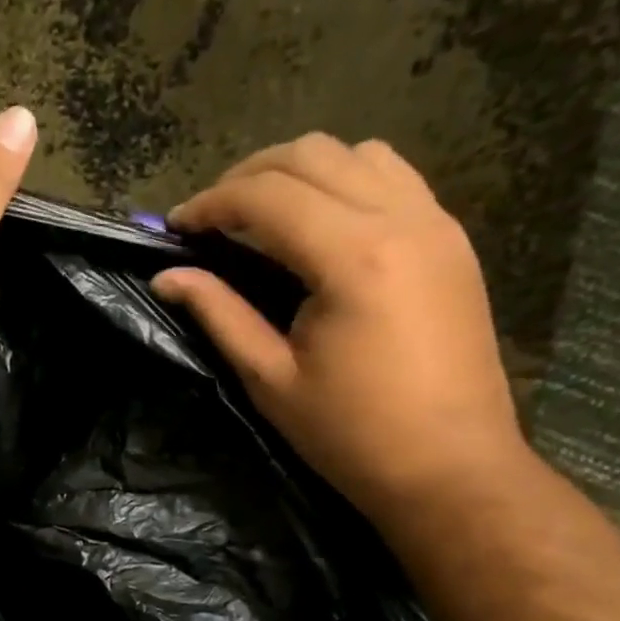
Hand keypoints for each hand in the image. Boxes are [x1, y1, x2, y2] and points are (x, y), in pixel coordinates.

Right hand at [153, 133, 523, 524]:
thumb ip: (219, 314)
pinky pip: (393, 177)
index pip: (266, 195)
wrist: (452, 467)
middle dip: (247, 176)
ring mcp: (436, 223)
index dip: (210, 204)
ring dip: (299, 171)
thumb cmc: (351, 434)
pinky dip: (344, 181)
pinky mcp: (451, 240)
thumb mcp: (270, 378)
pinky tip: (319, 224)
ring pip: (357, 153)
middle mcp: (401, 219)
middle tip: (209, 219)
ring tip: (261, 214)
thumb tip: (167, 276)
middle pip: (311, 155)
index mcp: (352, 257)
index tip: (174, 228)